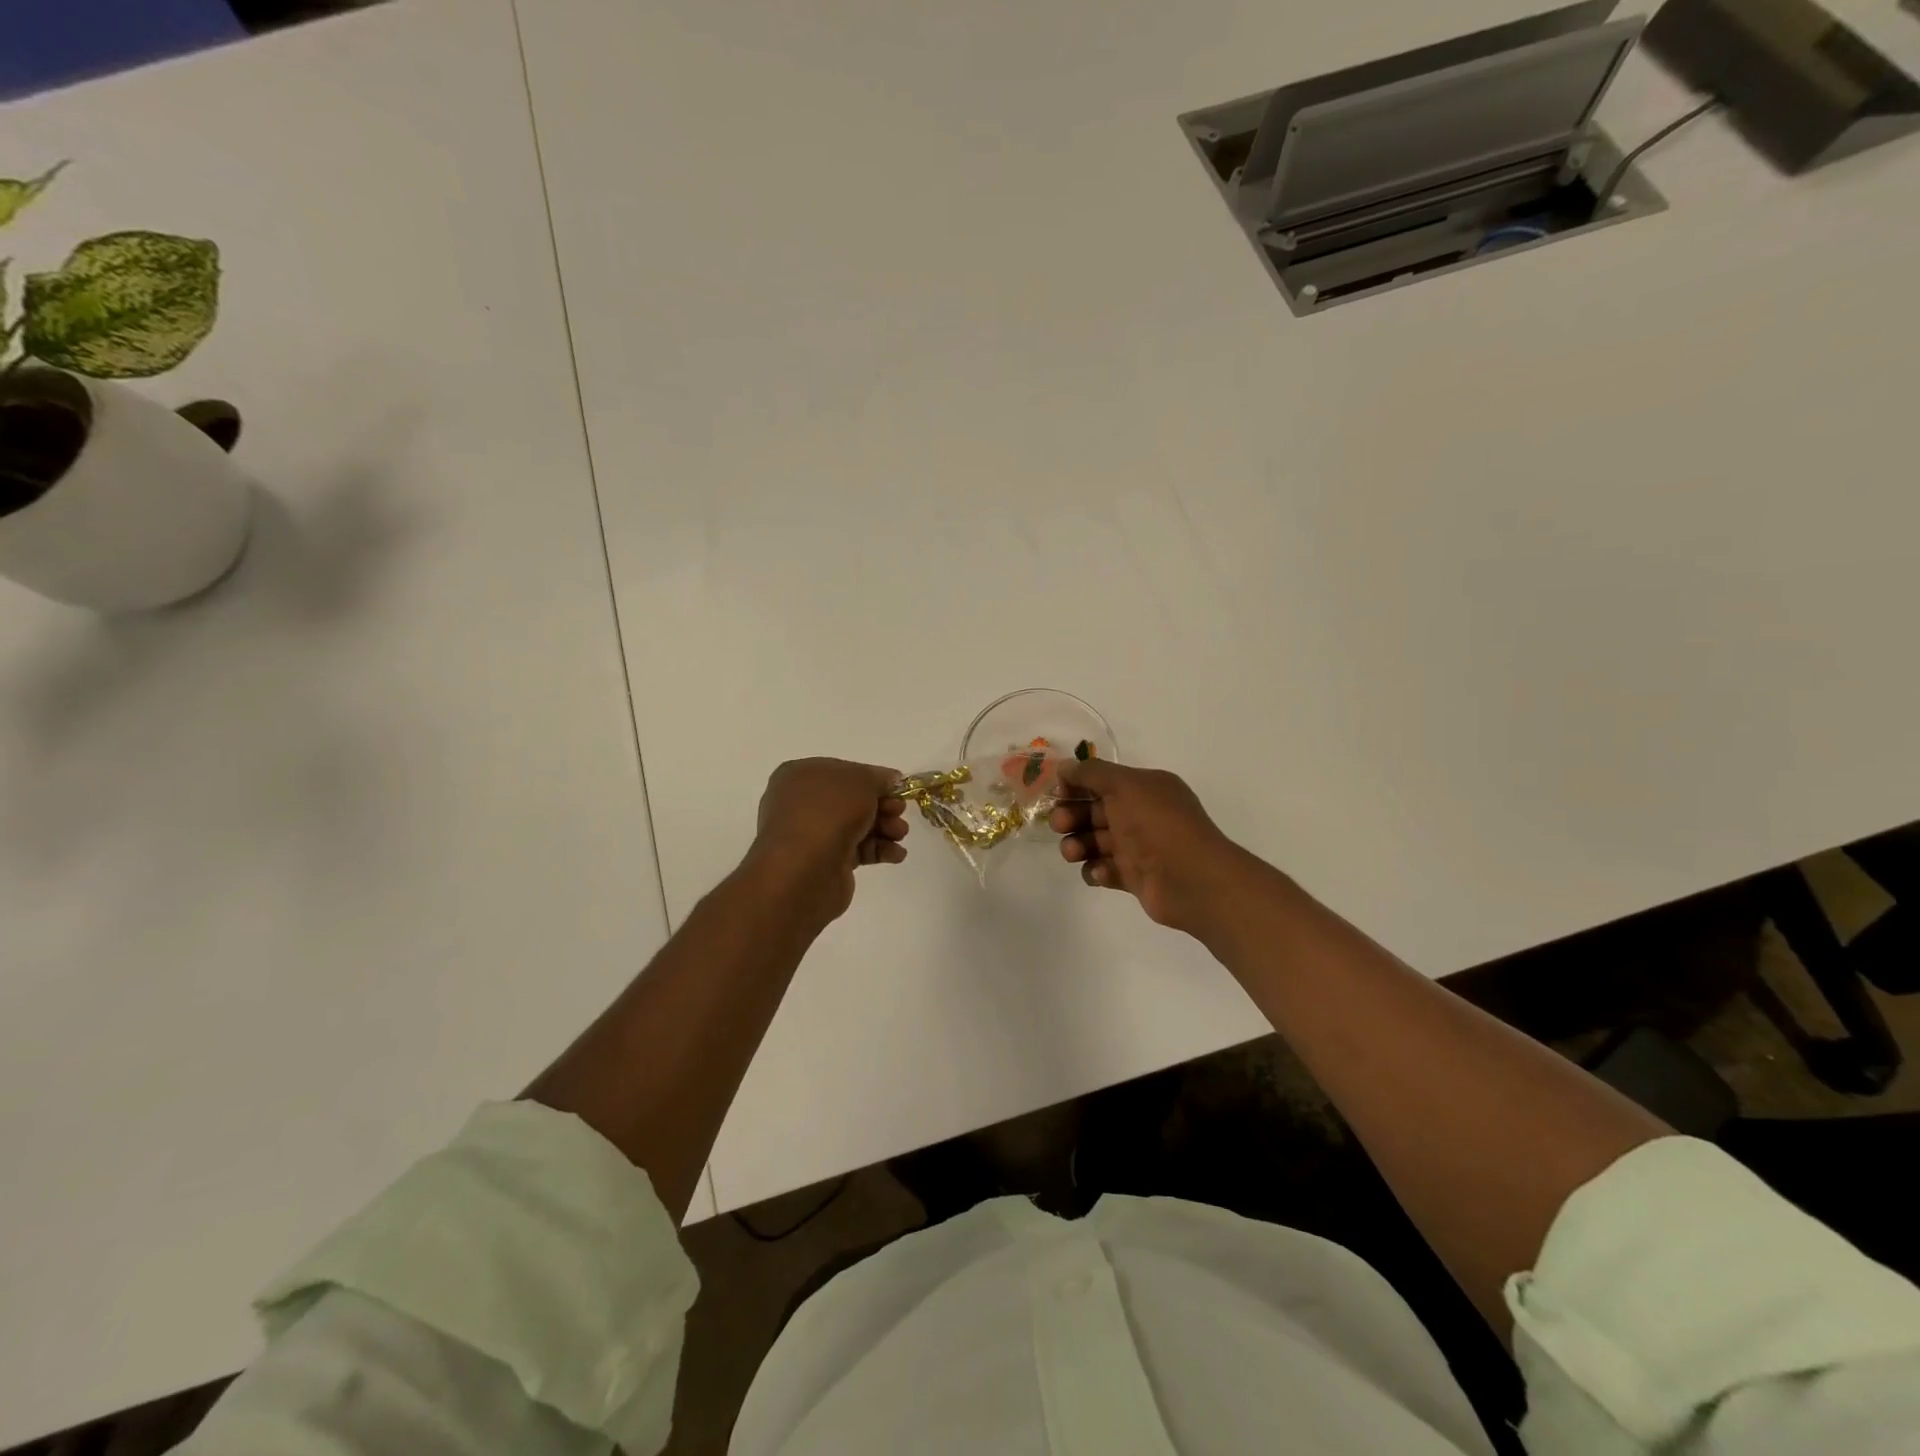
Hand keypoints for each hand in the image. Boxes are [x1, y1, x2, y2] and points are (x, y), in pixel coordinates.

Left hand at [747, 758, 909, 921]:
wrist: (806, 869)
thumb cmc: (830, 812)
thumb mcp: (862, 780)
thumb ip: (879, 777)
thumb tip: (890, 780)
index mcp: (800, 776)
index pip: (843, 772)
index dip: (873, 779)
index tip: (897, 789)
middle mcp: (801, 803)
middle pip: (853, 801)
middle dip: (882, 806)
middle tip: (899, 812)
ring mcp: (811, 835)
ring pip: (856, 826)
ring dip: (884, 828)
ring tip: (900, 835)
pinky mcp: (824, 863)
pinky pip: (856, 850)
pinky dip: (878, 850)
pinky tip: (896, 854)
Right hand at [1048, 758, 1251, 935]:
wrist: (1191, 879)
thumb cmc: (1157, 824)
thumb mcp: (1124, 785)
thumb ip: (1091, 772)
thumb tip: (1064, 766)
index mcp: (1145, 788)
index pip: (1103, 781)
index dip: (1077, 786)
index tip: (1058, 794)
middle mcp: (1142, 815)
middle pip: (1095, 811)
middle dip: (1072, 816)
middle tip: (1060, 824)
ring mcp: (1139, 848)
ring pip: (1096, 842)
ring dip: (1078, 844)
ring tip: (1074, 852)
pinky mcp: (1135, 877)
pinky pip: (1105, 870)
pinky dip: (1097, 870)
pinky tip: (1101, 871)